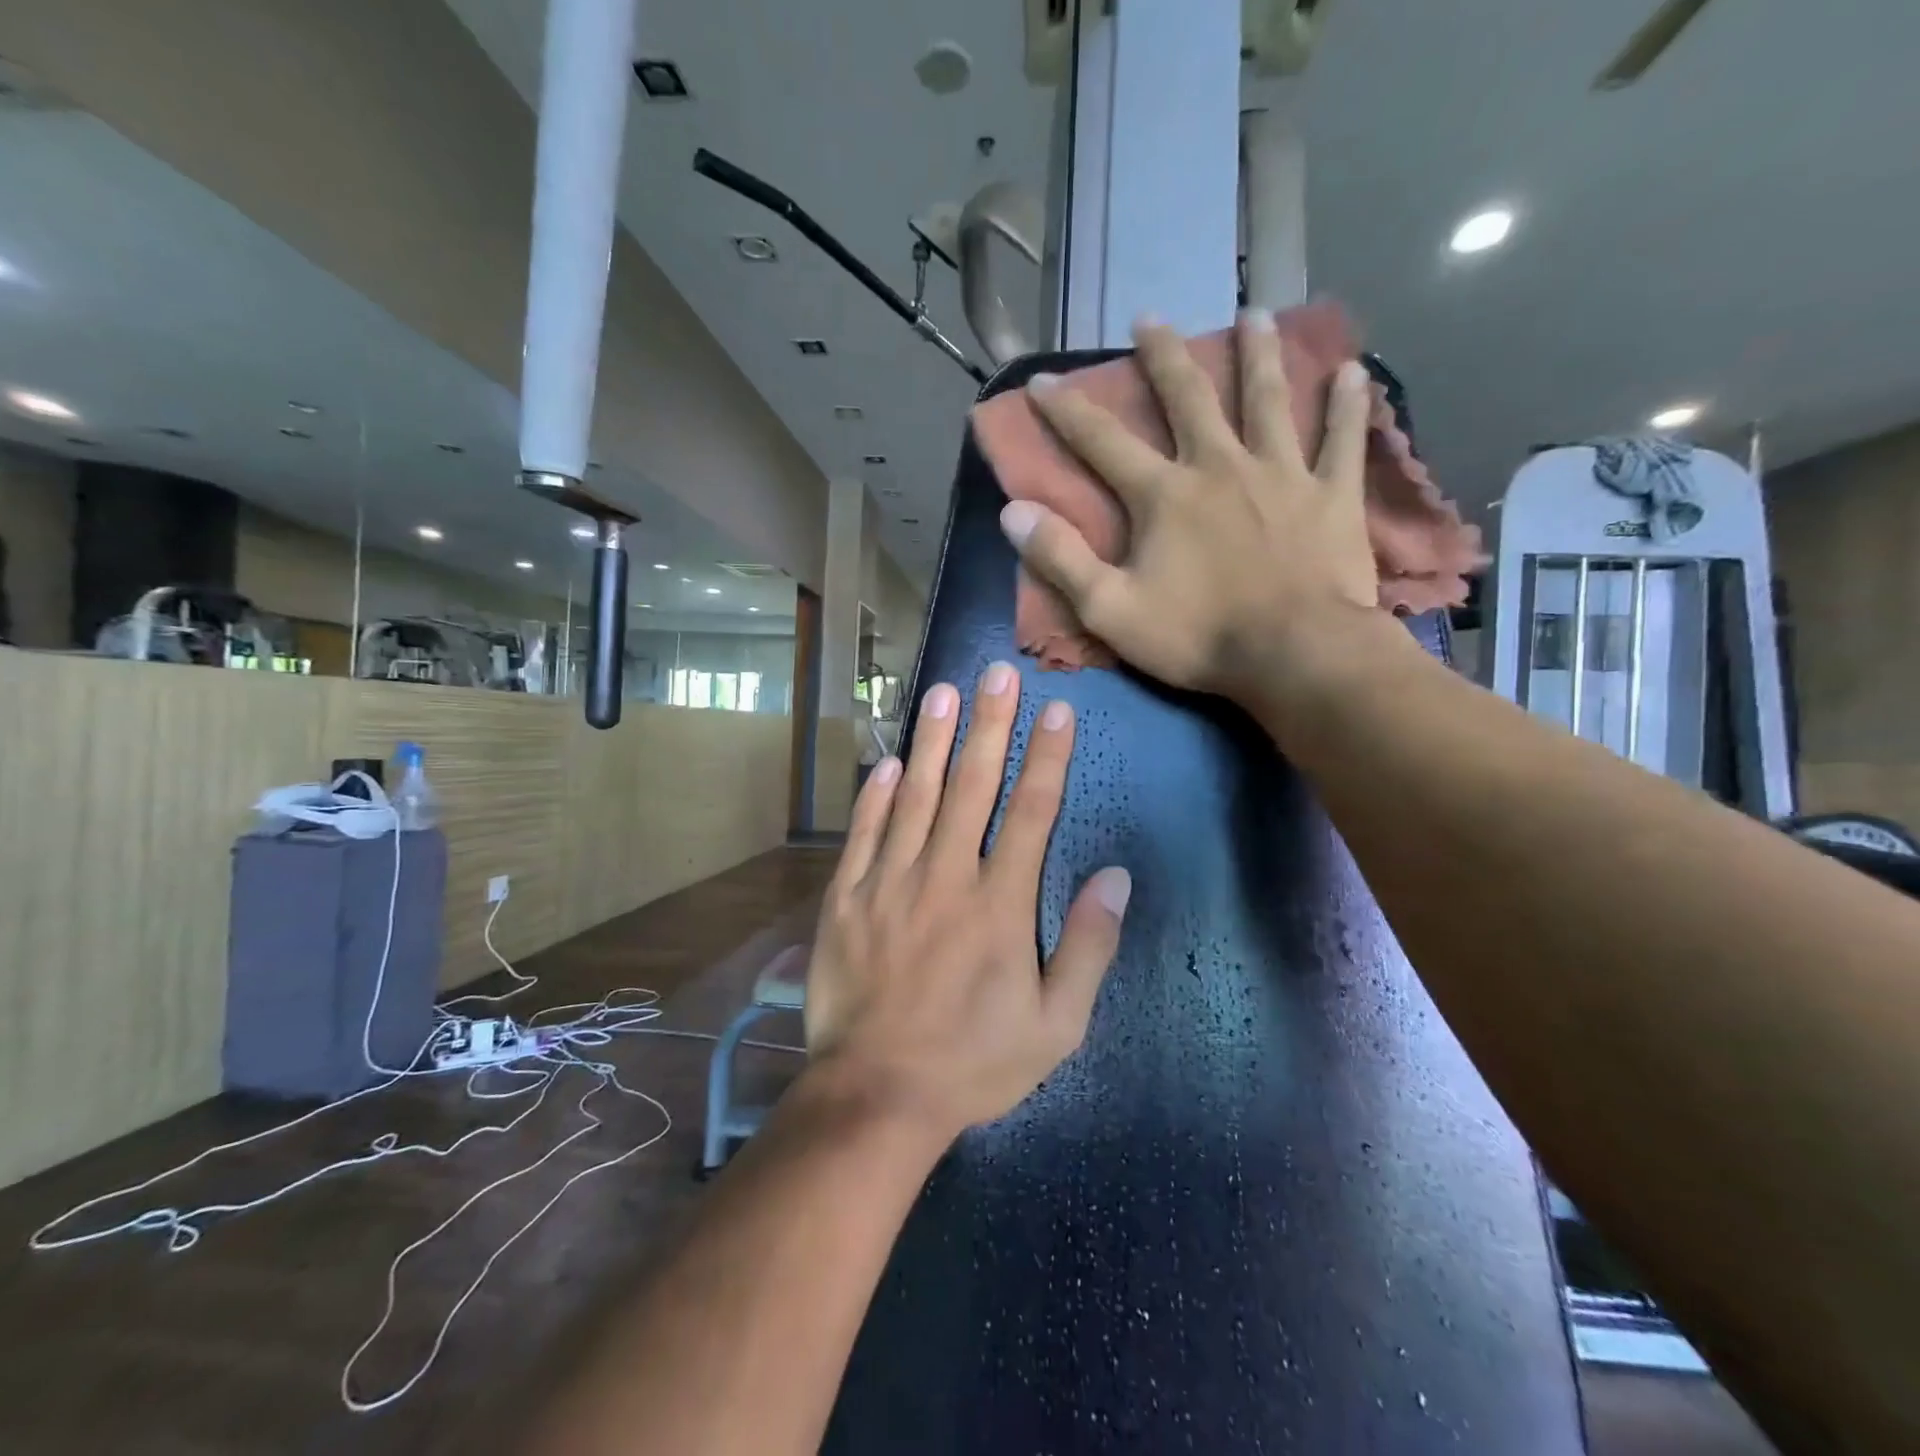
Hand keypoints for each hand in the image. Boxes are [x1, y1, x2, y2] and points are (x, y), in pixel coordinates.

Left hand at [802, 662, 1131, 1143]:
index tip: (1057, 711)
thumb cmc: (975, 1063)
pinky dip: (875, 795)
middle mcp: (945, 876)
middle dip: (989, 724)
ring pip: (914, 796)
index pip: (1031, 811)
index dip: (1047, 757)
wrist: (878, 1095)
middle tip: (997, 672)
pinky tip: (886, 761)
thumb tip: (1115, 877)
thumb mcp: (1057, 1026)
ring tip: (943, 691)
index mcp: (1000, 903)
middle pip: (972, 785)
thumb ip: (1089, 947)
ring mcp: (889, 883)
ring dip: (930, 740)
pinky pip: (862, 834)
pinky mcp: (846, 899)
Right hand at [999, 311, 1385, 713]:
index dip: (1068, 410)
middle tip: (1150, 318)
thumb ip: (1061, 560)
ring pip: (1268, 400)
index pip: (1103, 442)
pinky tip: (1353, 372)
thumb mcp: (1110, 610)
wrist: (1295, 655)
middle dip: (1163, 357)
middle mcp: (1220, 466)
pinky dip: (1348, 406)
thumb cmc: (1198, 637)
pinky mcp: (1332, 495)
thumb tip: (1013, 512)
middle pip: (1188, 398)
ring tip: (1253, 314)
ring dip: (1258, 355)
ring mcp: (1282, 474)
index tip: (1043, 380)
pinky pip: (1342, 440)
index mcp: (1164, 495)